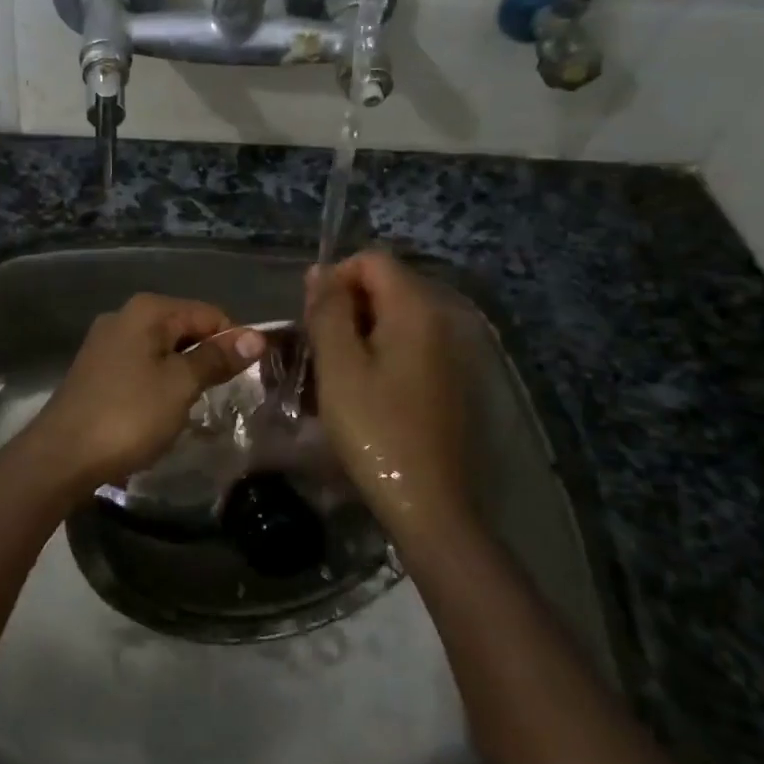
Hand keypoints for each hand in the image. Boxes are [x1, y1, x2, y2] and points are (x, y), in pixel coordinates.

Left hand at [15, 294, 264, 499]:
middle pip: (184, 328)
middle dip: (208, 356)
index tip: (250, 376)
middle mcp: (124, 316)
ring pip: (163, 349)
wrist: (62, 454)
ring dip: (184, 373)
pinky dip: (159, 382)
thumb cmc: (128, 414)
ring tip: (196, 405)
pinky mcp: (97, 370)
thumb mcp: (180, 385)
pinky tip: (163, 410)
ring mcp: (106, 343)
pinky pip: (142, 366)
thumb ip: (216, 358)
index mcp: (147, 310)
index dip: (233, 341)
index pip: (208, 313)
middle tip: (226, 394)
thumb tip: (257, 336)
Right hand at [304, 252, 471, 530]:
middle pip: (387, 286)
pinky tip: (363, 390)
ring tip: (334, 371)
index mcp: (416, 310)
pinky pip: (409, 346)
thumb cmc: (375, 429)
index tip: (312, 317)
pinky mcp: (450, 380)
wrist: (429, 503)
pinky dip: (381, 354)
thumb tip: (320, 272)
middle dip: (346, 306)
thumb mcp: (338, 366)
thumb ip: (328, 311)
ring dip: (360, 332)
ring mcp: (451, 352)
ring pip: (395, 318)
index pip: (372, 260)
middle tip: (318, 348)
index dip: (336, 278)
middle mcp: (442, 320)